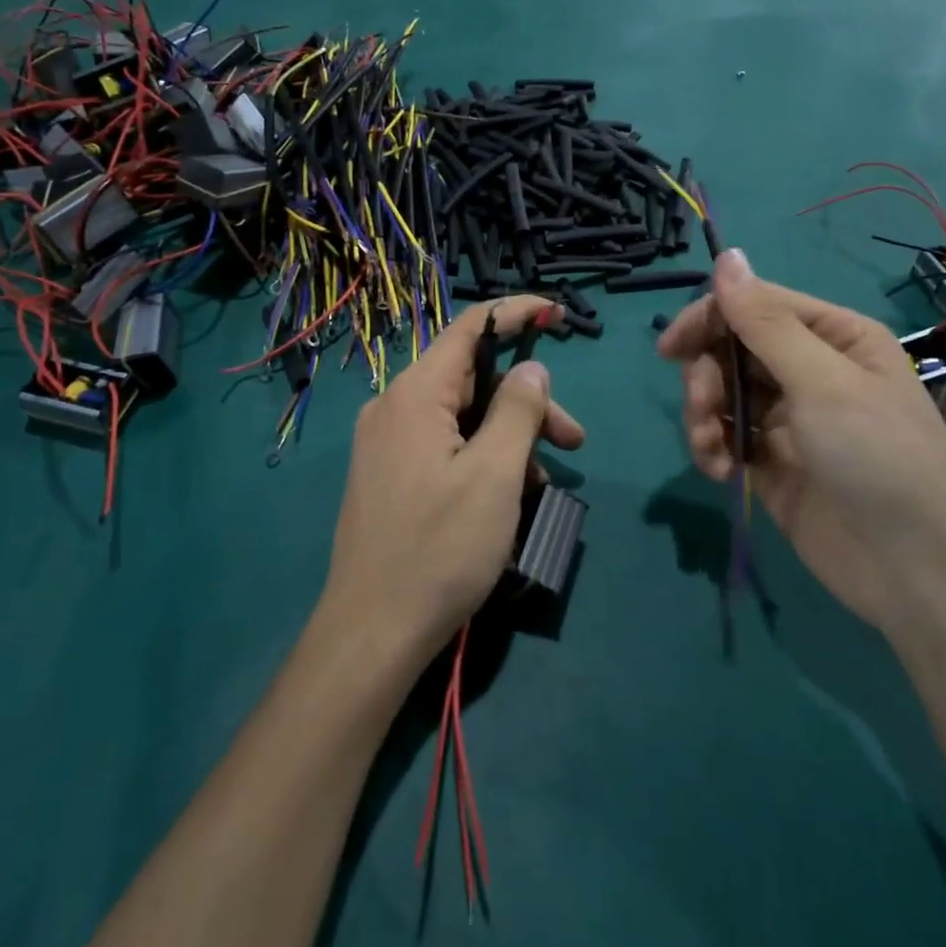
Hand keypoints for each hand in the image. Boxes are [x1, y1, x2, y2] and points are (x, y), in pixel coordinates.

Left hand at [324, 297, 585, 664]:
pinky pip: (445, 446)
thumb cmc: (439, 549)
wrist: (372, 634)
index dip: (515, 312)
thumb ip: (517, 410)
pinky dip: (483, 459)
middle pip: (473, 380)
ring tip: (545, 484)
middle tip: (574, 441)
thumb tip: (531, 369)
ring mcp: (387, 443)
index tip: (558, 312)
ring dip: (510, 438)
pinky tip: (510, 498)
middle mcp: (394, 407)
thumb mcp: (495, 475)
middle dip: (527, 403)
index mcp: (415, 395)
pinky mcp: (390, 475)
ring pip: (463, 417)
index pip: (469, 329)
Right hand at [657, 250, 945, 628]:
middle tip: (703, 408)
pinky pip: (725, 435)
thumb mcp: (821, 381)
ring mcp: (788, 416)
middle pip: (731, 347)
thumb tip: (727, 255)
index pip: (754, 304)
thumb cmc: (876, 459)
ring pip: (721, 391)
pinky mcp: (770, 460)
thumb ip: (765, 321)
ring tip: (710, 451)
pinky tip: (719, 472)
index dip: (708, 319)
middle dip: (706, 377)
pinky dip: (712, 448)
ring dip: (704, 415)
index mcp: (833, 336)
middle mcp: (809, 369)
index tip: (670, 349)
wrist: (913, 571)